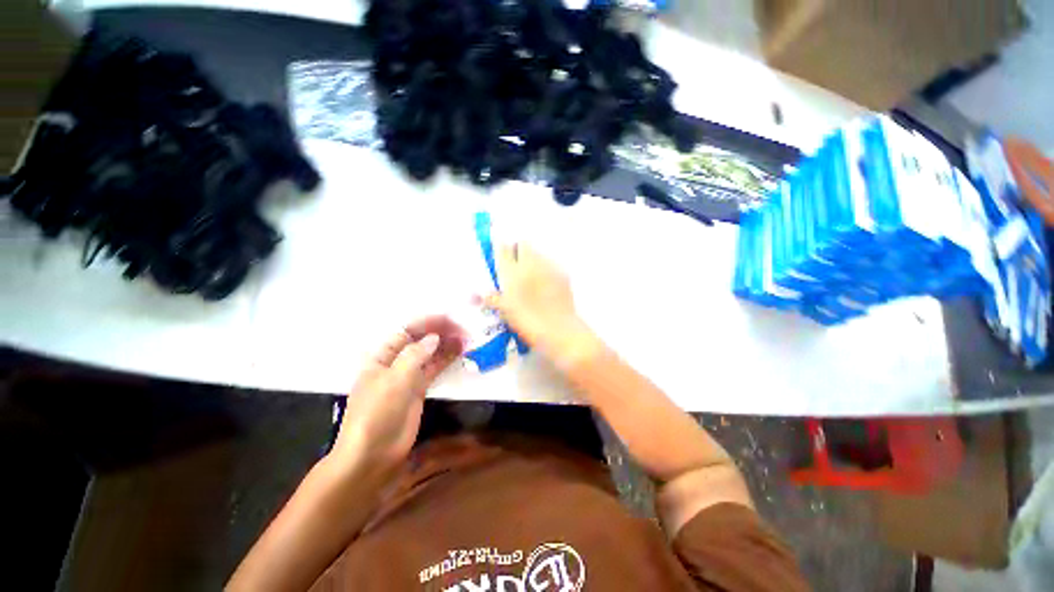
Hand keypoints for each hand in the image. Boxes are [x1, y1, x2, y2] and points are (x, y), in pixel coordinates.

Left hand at [332, 316, 465, 472]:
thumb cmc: (376, 413)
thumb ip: (415, 356)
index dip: (427, 322)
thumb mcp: (394, 380)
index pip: (406, 331)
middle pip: (420, 340)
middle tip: (463, 328)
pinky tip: (460, 352)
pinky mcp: (419, 389)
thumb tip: (434, 337)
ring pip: (430, 353)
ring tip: (466, 337)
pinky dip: (447, 359)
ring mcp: (408, 375)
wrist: (373, 454)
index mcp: (381, 356)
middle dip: (440, 332)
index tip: (449, 318)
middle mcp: (395, 362)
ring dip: (446, 344)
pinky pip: (434, 369)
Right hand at [483, 244, 595, 361]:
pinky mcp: (563, 274)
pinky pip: (552, 265)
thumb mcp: (506, 312)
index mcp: (512, 272)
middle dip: (519, 250)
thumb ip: (494, 299)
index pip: (503, 249)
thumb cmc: (527, 322)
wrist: (559, 329)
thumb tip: (483, 294)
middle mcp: (530, 264)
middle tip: (517, 264)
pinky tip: (548, 286)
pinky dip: (548, 271)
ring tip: (533, 277)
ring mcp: (549, 267)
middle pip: (523, 244)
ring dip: (534, 260)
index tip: (500, 251)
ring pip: (539, 253)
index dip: (501, 248)